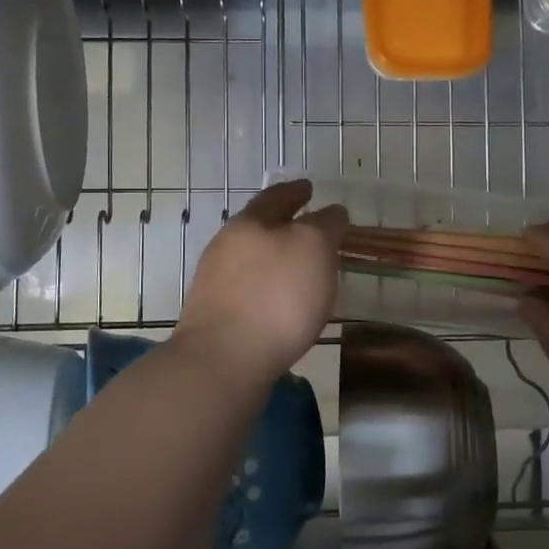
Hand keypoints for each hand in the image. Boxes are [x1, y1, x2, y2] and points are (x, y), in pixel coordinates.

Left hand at [174, 180, 348, 386]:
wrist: (223, 361)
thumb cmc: (276, 296)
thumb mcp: (314, 248)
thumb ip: (325, 225)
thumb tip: (331, 212)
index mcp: (249, 223)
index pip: (276, 197)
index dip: (296, 190)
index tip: (309, 187)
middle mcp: (226, 247)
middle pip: (259, 227)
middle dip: (284, 225)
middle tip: (310, 227)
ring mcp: (217, 284)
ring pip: (253, 260)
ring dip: (277, 259)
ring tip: (303, 268)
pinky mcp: (216, 317)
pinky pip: (250, 292)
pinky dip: (269, 289)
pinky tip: (284, 304)